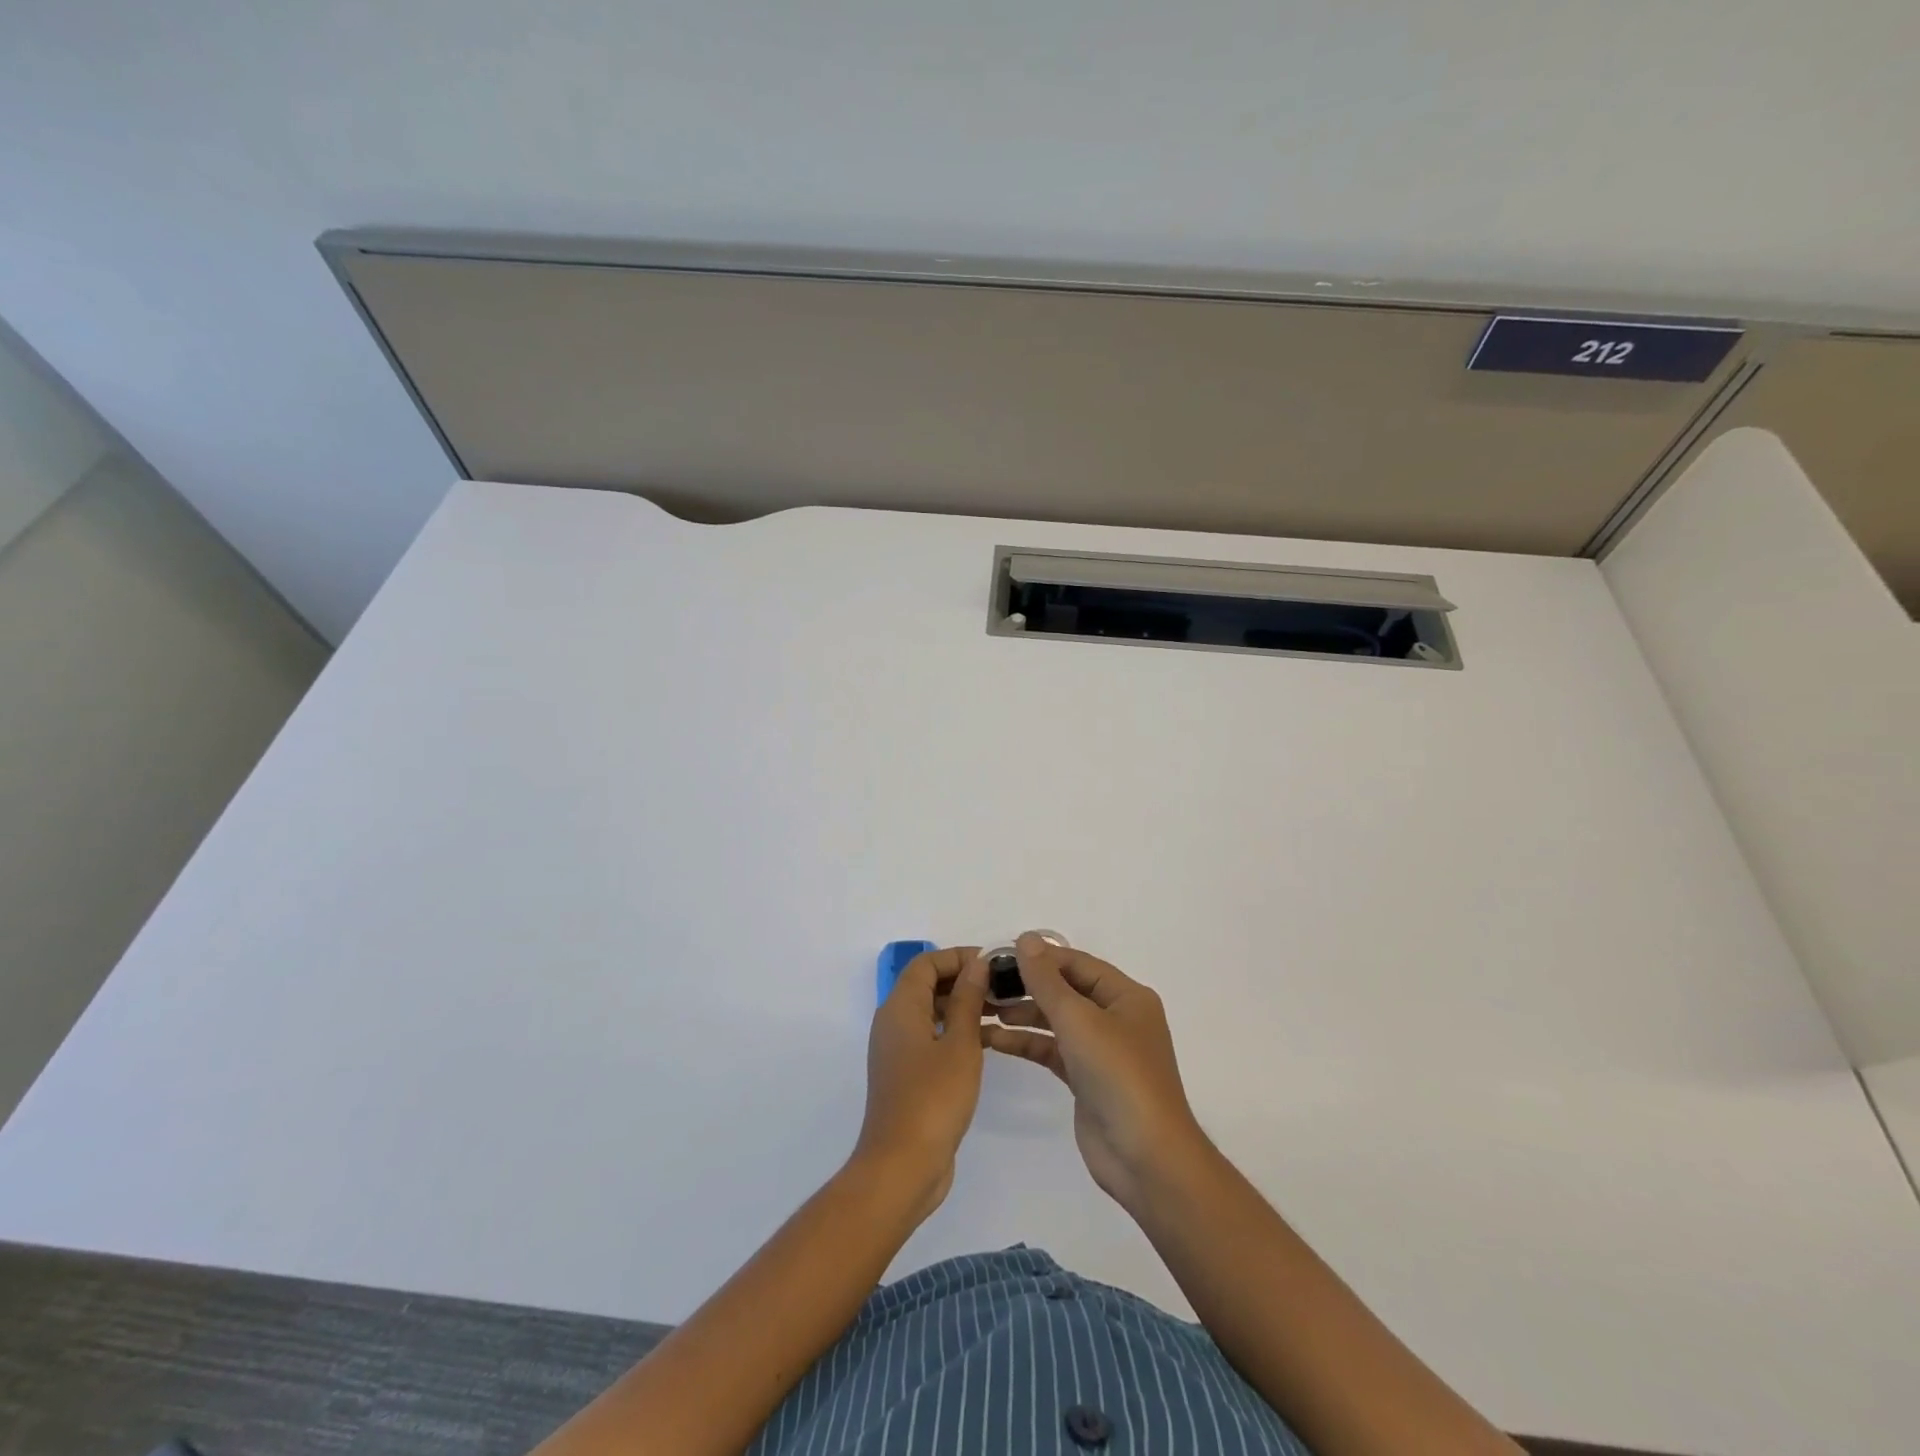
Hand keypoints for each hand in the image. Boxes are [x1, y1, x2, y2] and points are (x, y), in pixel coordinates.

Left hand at [853, 946, 989, 1220]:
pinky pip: (932, 1038)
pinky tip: (990, 1042)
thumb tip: (977, 964)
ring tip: (1003, 1011)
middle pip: (927, 985)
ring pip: (932, 1012)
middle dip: (964, 980)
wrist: (902, 1166)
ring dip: (963, 1006)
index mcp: (900, 1007)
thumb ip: (968, 1000)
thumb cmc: (933, 1098)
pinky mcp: (907, 1074)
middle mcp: (894, 1022)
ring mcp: (898, 1050)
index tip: (993, 963)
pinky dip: (956, 1032)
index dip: (958, 956)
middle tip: (1003, 987)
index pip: (926, 963)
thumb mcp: (960, 1044)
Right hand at [983, 933, 1205, 1211]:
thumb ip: (1047, 980)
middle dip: (1028, 986)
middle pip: (1066, 990)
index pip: (1077, 963)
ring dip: (1023, 1014)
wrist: (1145, 1157)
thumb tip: (1026, 938)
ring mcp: (1102, 1050)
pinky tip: (996, 1040)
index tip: (999, 956)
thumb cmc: (1118, 1075)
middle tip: (985, 984)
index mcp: (1126, 996)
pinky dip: (1027, 1043)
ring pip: (1056, 1021)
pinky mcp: (1086, 1079)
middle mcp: (1116, 1018)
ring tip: (983, 1010)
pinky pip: (1052, 1050)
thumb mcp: (1079, 1020)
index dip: (1040, 957)